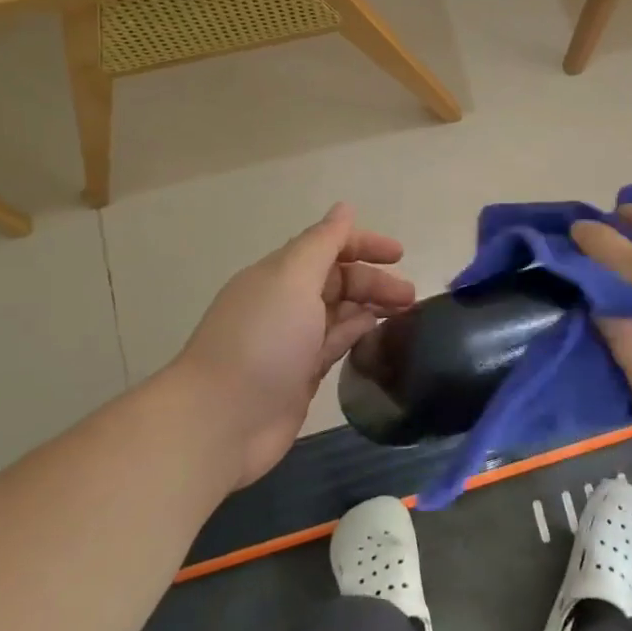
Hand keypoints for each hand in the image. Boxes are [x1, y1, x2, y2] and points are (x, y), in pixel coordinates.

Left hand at [174, 204, 414, 486]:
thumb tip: (344, 208)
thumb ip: (322, 243)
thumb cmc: (262, 341)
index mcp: (280, 274)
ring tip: (406, 315)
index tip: (399, 255)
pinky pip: (336, 344)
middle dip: (374, 281)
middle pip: (337, 281)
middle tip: (410, 297)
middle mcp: (286, 302)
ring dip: (371, 307)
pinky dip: (357, 335)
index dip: (363, 245)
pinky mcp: (301, 375)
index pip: (327, 247)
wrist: (221, 421)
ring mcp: (293, 341)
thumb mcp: (292, 279)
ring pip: (340, 313)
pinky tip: (379, 337)